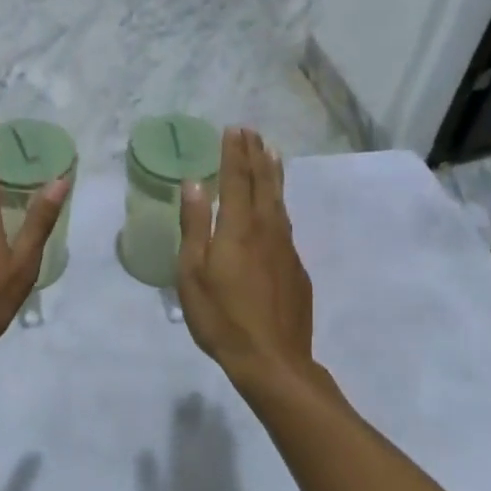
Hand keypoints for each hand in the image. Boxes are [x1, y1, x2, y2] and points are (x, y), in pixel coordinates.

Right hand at [177, 127, 314, 387]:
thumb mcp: (193, 272)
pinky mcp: (297, 269)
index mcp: (239, 227)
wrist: (273, 360)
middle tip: (252, 133)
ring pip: (280, 201)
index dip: (234, 153)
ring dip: (273, 174)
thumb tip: (194, 183)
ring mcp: (287, 249)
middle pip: (263, 183)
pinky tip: (277, 208)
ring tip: (271, 155)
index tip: (233, 129)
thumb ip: (195, 225)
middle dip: (256, 155)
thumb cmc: (222, 317)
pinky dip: (279, 204)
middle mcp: (267, 229)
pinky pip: (286, 224)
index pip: (236, 179)